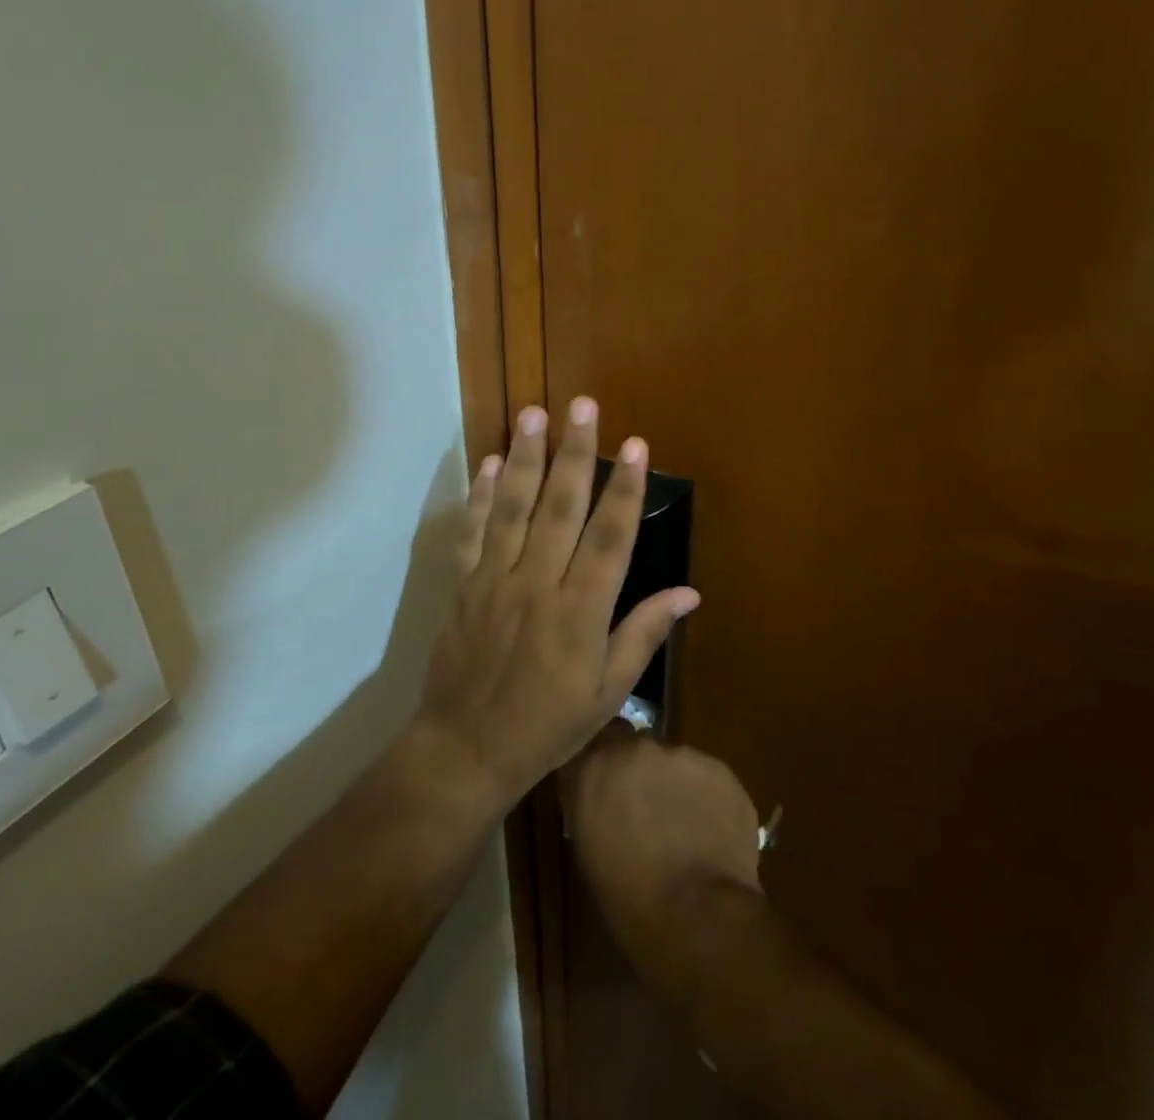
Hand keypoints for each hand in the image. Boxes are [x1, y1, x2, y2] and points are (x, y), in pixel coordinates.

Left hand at [414, 398, 700, 808]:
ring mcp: (496, 580)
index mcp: (582, 611)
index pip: (610, 538)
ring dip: (527, 458)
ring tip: (534, 413)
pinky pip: (473, 532)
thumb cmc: (548, 724)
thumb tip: (688, 592)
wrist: (467, 748)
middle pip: (561, 508)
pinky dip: (482, 495)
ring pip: (514, 508)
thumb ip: (644, 634)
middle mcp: (539, 584)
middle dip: (576, 453)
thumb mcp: (608, 691)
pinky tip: (492, 462)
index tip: (636, 446)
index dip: (626, 490)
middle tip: (584, 406)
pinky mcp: (464, 584)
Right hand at [560, 727, 762, 991]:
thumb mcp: (590, 849)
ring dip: (675, 784)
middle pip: (635, 747)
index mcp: (594, 768)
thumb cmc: (630, 898)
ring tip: (685, 826)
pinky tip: (711, 831)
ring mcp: (681, 754)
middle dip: (640, 771)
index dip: (603, 765)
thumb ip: (592, 804)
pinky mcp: (719, 768)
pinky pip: (707, 776)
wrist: (697, 914)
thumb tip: (603, 796)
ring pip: (674, 761)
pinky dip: (706, 796)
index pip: (591, 745)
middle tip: (648, 809)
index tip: (608, 787)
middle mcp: (635, 748)